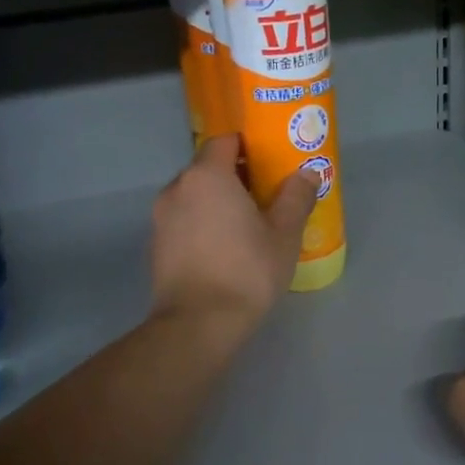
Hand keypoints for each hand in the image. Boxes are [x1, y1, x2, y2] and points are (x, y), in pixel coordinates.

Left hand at [150, 136, 316, 336]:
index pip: (225, 141)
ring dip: (218, 202)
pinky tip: (225, 249)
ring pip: (194, 196)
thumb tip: (308, 173)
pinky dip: (203, 224)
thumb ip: (296, 197)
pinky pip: (184, 221)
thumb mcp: (284, 234)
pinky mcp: (156, 245)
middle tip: (266, 196)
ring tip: (247, 226)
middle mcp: (177, 188)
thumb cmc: (246, 271)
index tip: (271, 163)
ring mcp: (161, 217)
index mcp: (207, 175)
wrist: (198, 324)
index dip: (249, 147)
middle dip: (236, 176)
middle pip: (208, 168)